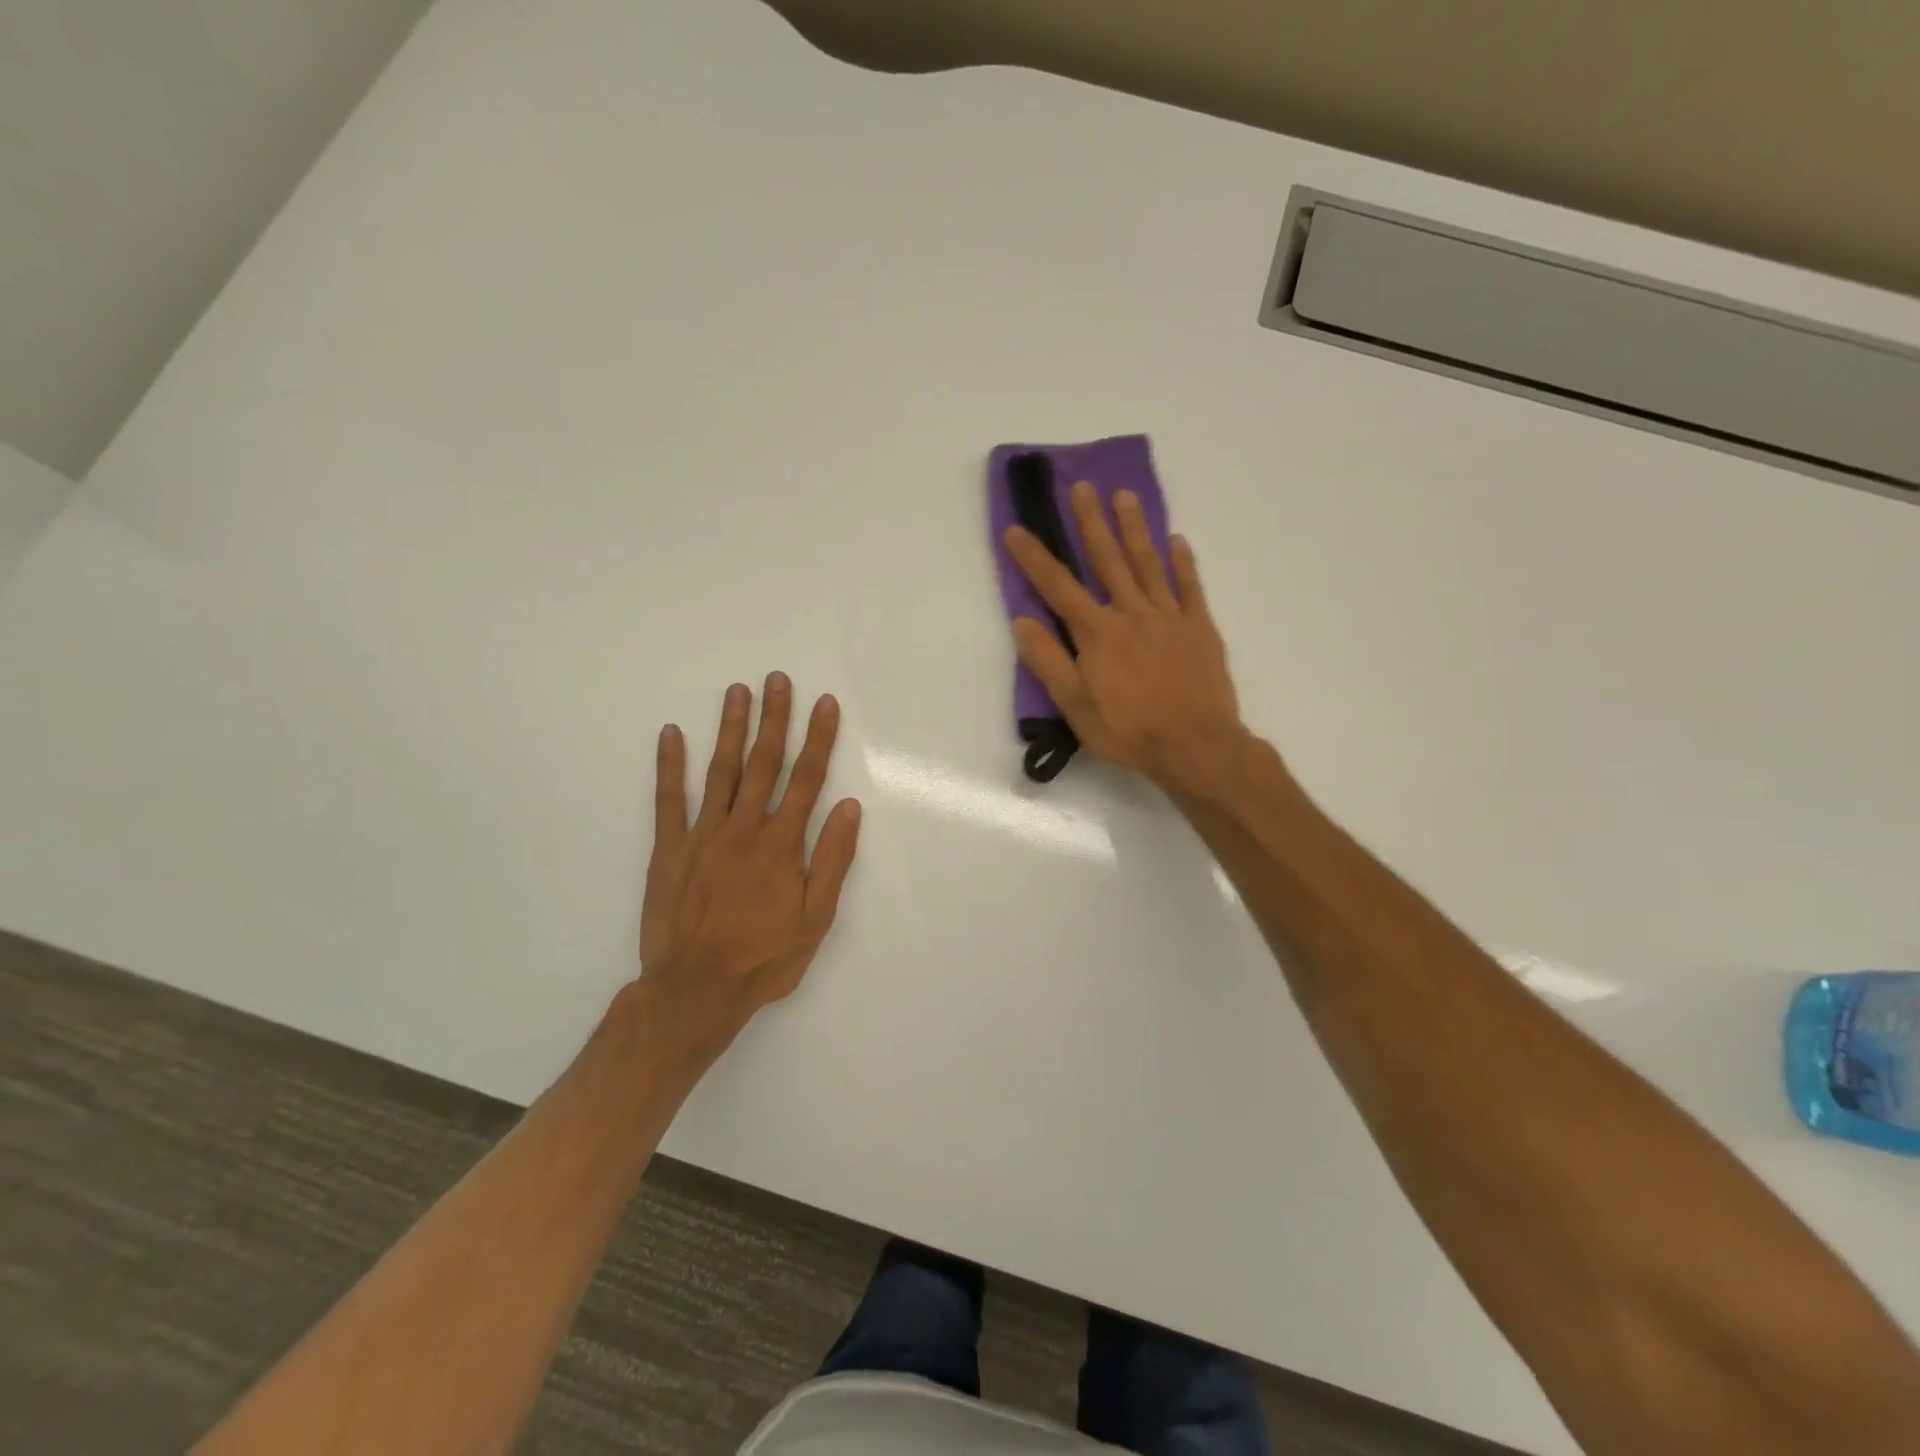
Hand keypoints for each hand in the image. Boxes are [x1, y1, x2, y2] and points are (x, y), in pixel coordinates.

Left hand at [635, 674, 861, 1055]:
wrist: (695, 990)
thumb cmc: (764, 958)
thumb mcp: (816, 918)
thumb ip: (832, 860)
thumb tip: (849, 807)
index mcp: (781, 844)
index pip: (806, 779)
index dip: (818, 738)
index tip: (824, 703)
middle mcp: (744, 829)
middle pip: (762, 763)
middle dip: (773, 718)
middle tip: (777, 679)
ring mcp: (702, 835)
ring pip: (720, 771)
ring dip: (729, 728)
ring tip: (737, 692)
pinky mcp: (669, 850)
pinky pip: (668, 800)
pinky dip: (670, 765)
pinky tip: (671, 734)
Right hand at [1004, 480, 1242, 791]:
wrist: (1195, 745)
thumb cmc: (1128, 730)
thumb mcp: (1075, 706)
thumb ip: (1048, 662)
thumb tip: (1022, 622)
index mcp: (1096, 633)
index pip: (1057, 587)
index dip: (1034, 557)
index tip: (1016, 528)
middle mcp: (1130, 613)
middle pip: (1107, 559)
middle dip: (1090, 522)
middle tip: (1082, 486)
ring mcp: (1169, 616)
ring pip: (1148, 563)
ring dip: (1134, 528)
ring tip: (1124, 495)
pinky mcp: (1199, 627)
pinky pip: (1190, 586)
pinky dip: (1182, 562)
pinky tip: (1176, 539)